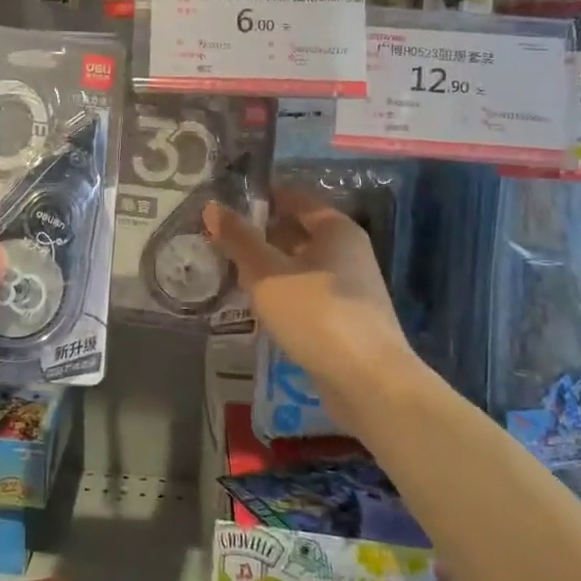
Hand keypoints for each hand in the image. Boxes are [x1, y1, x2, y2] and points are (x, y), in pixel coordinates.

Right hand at [204, 188, 418, 432]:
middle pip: (297, 232)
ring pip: (300, 265)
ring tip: (231, 274)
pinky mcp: (346, 318)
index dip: (259, 199)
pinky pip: (307, 293)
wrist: (368, 382)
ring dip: (268, 268)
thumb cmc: (316, 313)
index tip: (224, 207)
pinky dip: (283, 293)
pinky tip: (259, 307)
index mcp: (335, 229)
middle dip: (260, 236)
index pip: (293, 198)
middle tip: (220, 242)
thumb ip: (238, 239)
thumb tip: (212, 207)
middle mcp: (348, 251)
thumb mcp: (266, 272)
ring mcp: (350, 287)